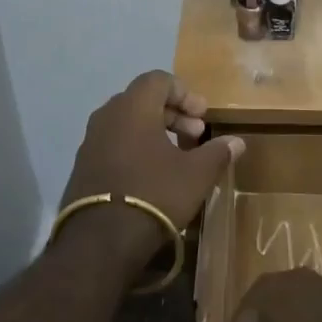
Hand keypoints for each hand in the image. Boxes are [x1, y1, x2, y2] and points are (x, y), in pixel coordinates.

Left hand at [55, 71, 244, 281]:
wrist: (99, 241)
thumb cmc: (154, 194)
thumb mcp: (196, 175)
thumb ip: (217, 153)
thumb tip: (237, 142)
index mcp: (133, 106)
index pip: (159, 80)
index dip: (185, 93)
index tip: (203, 116)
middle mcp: (108, 115)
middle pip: (143, 99)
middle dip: (173, 114)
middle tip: (195, 135)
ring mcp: (91, 140)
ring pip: (128, 122)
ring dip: (154, 131)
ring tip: (177, 156)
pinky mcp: (83, 165)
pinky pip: (114, 142)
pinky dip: (135, 147)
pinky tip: (152, 174)